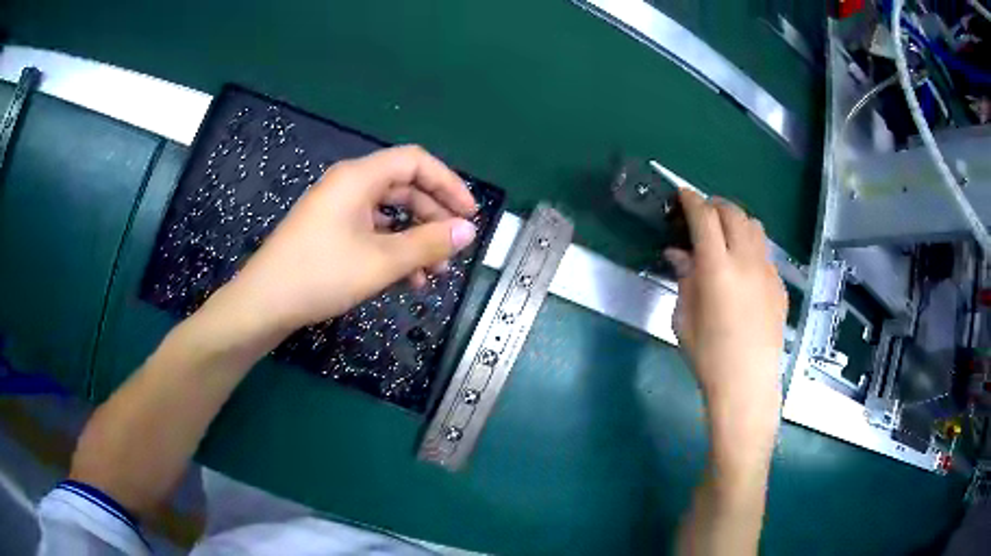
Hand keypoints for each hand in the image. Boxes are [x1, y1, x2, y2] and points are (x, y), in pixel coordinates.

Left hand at [210, 145, 478, 336]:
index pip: (416, 161)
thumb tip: (468, 231)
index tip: (469, 214)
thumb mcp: (381, 261)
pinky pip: (371, 231)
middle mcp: (349, 185)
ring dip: (415, 240)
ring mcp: (338, 209)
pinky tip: (406, 280)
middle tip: (455, 248)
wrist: (263, 304)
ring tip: (434, 274)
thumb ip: (428, 243)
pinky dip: (393, 250)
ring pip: (389, 214)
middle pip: (404, 187)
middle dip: (434, 217)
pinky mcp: (330, 232)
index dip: (448, 183)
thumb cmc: (320, 275)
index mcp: (359, 177)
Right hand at [665, 189, 786, 426]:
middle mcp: (747, 261)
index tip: (682, 194)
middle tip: (702, 214)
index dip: (691, 200)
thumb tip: (680, 254)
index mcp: (717, 269)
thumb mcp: (684, 318)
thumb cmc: (708, 357)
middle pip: (733, 213)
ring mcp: (768, 272)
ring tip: (725, 233)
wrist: (747, 384)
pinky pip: (765, 251)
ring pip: (755, 226)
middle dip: (715, 205)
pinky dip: (751, 245)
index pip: (705, 218)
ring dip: (737, 220)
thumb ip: (684, 278)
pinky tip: (742, 267)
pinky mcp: (779, 285)